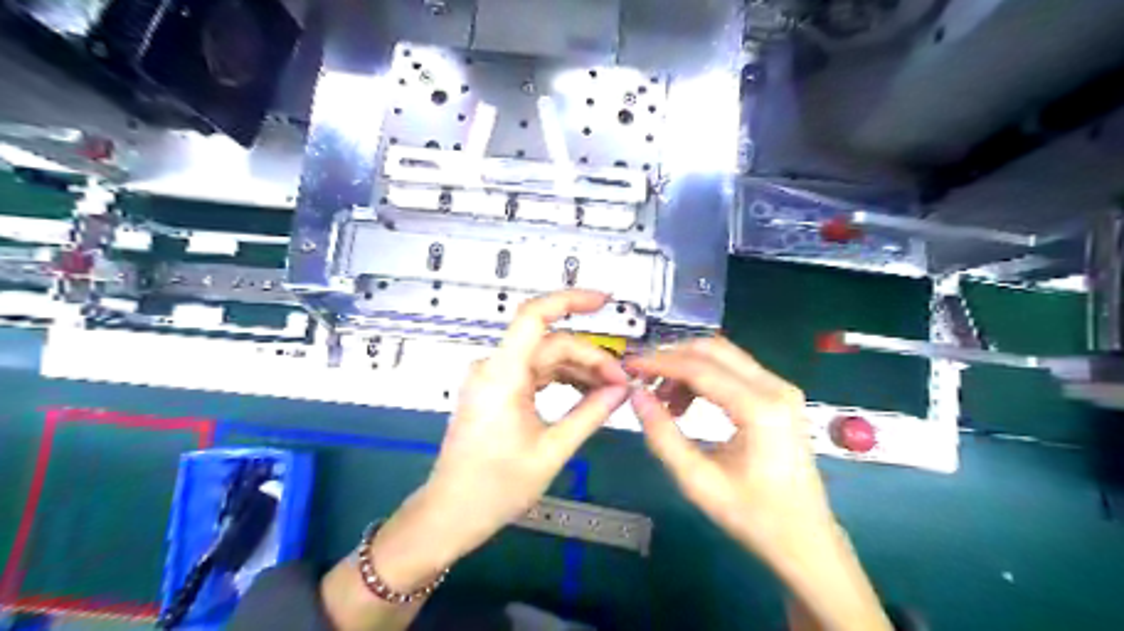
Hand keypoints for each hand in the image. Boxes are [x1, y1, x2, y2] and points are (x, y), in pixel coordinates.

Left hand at [372, 292, 628, 585]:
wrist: (450, 513)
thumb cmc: (495, 488)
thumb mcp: (551, 451)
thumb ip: (590, 414)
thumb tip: (621, 390)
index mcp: (502, 375)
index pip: (534, 317)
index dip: (570, 300)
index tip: (604, 300)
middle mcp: (493, 367)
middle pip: (549, 344)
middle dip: (589, 357)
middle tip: (621, 382)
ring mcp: (492, 378)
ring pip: (544, 358)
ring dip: (578, 369)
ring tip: (609, 390)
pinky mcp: (495, 390)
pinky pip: (534, 373)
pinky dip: (561, 379)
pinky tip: (586, 393)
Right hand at [624, 340, 832, 562]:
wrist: (805, 538)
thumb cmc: (753, 515)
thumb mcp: (698, 482)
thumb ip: (663, 436)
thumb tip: (637, 395)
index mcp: (759, 408)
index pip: (699, 367)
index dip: (659, 362)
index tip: (628, 366)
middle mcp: (774, 387)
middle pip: (713, 349)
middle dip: (672, 358)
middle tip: (642, 379)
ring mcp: (781, 388)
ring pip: (723, 356)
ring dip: (687, 366)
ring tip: (663, 399)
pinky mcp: (779, 395)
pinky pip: (734, 370)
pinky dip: (704, 376)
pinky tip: (687, 403)